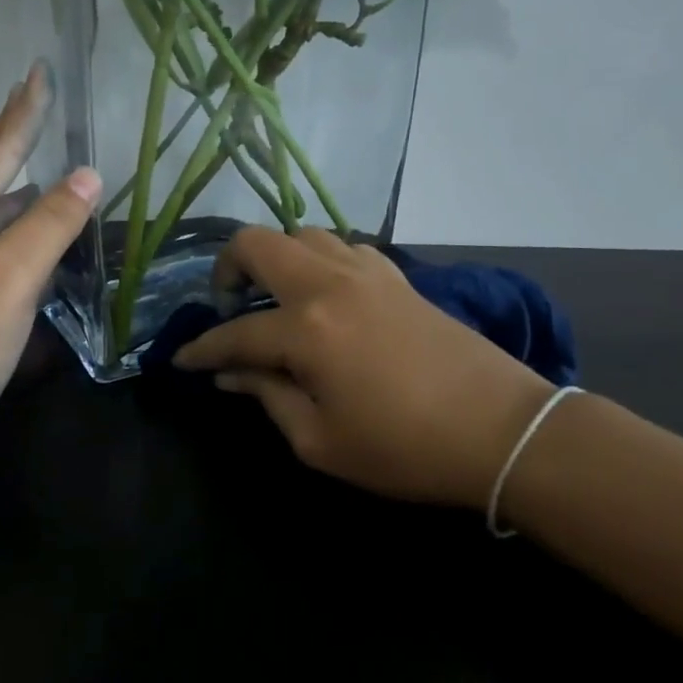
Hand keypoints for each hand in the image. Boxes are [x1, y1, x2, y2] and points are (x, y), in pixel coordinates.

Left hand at [0, 65, 100, 488]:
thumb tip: (86, 174)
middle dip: (20, 152)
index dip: (22, 113)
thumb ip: (48, 225)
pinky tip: (44, 261)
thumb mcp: (6, 280)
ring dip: (27, 208)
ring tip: (62, 189)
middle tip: (49, 120)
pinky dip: (22, 254)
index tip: (40, 71)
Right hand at [174, 228, 555, 511]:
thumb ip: (268, 397)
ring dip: (276, 258)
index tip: (180, 360)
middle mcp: (330, 283)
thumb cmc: (404, 448)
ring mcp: (368, 272)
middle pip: (259, 243)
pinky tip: (324, 296)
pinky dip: (319, 261)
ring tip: (274, 298)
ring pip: (304, 234)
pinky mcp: (398, 276)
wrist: (502, 431)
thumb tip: (231, 374)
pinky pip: (344, 247)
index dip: (202, 349)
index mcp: (306, 328)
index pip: (235, 332)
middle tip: (226, 307)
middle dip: (227, 268)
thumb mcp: (320, 441)